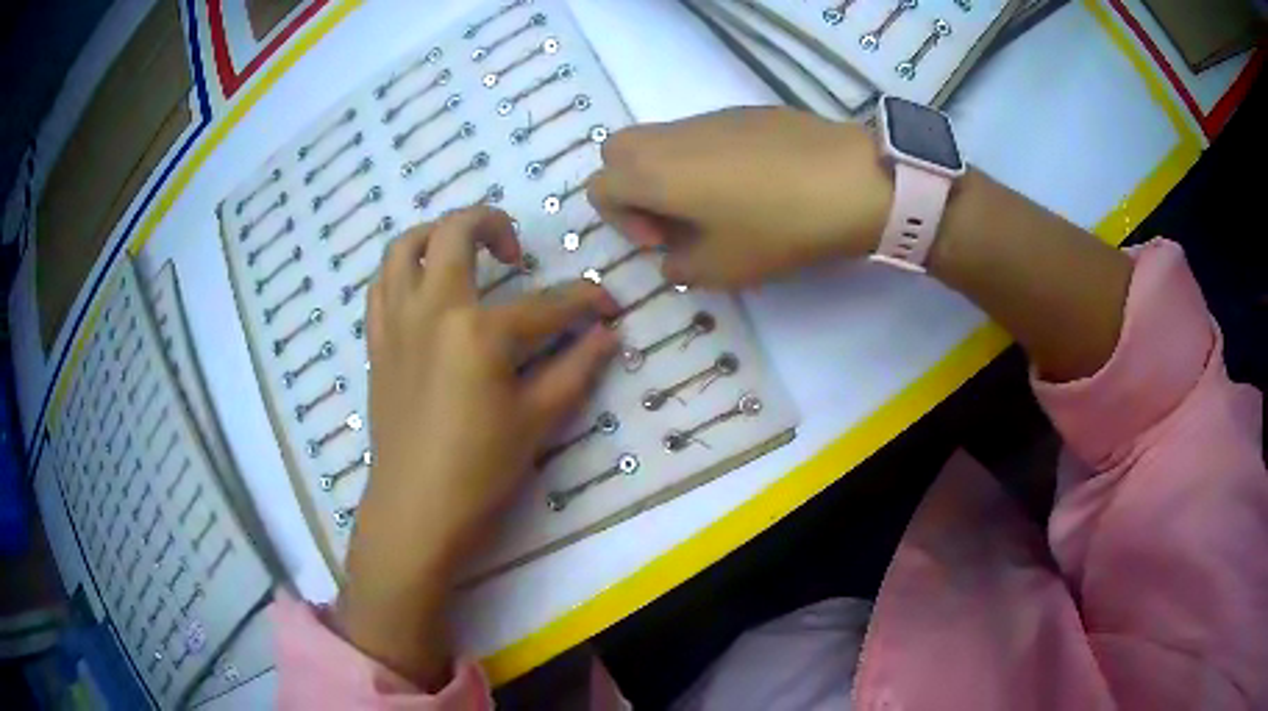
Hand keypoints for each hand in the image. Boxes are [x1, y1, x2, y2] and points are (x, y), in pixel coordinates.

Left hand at [336, 207, 618, 688]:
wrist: (415, 510)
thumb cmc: (480, 470)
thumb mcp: (538, 420)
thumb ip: (576, 368)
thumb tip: (607, 335)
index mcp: (478, 330)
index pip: (546, 304)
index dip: (586, 301)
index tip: (608, 305)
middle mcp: (432, 309)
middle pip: (456, 232)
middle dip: (493, 223)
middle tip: (515, 250)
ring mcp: (396, 322)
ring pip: (404, 247)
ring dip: (435, 234)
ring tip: (462, 253)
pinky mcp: (377, 343)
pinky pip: (380, 286)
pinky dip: (403, 271)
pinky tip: (423, 291)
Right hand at [587, 107, 892, 287]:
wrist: (853, 180)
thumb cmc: (780, 227)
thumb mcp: (724, 268)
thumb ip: (681, 268)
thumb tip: (672, 260)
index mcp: (652, 173)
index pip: (599, 188)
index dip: (621, 222)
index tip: (664, 242)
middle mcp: (669, 137)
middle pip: (618, 152)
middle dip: (632, 188)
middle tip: (675, 219)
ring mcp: (706, 118)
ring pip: (660, 140)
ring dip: (669, 173)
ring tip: (718, 206)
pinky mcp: (741, 112)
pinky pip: (700, 133)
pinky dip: (703, 158)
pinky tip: (753, 183)